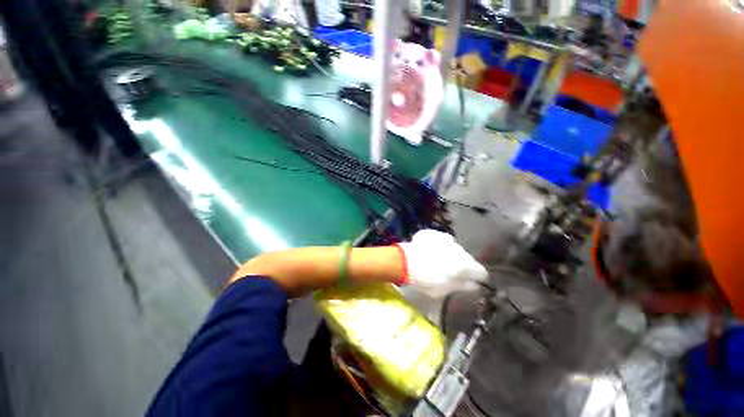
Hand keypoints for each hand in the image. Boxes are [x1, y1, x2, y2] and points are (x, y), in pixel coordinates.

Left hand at [396, 229, 487, 296]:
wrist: (405, 262)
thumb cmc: (426, 280)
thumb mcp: (445, 290)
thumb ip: (462, 286)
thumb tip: (474, 285)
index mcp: (465, 265)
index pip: (481, 271)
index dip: (478, 278)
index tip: (473, 281)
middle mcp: (459, 249)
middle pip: (467, 258)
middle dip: (463, 265)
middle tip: (453, 272)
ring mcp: (445, 239)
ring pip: (454, 248)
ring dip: (451, 254)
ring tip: (439, 259)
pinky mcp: (433, 233)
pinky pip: (441, 240)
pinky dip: (439, 245)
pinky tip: (430, 250)